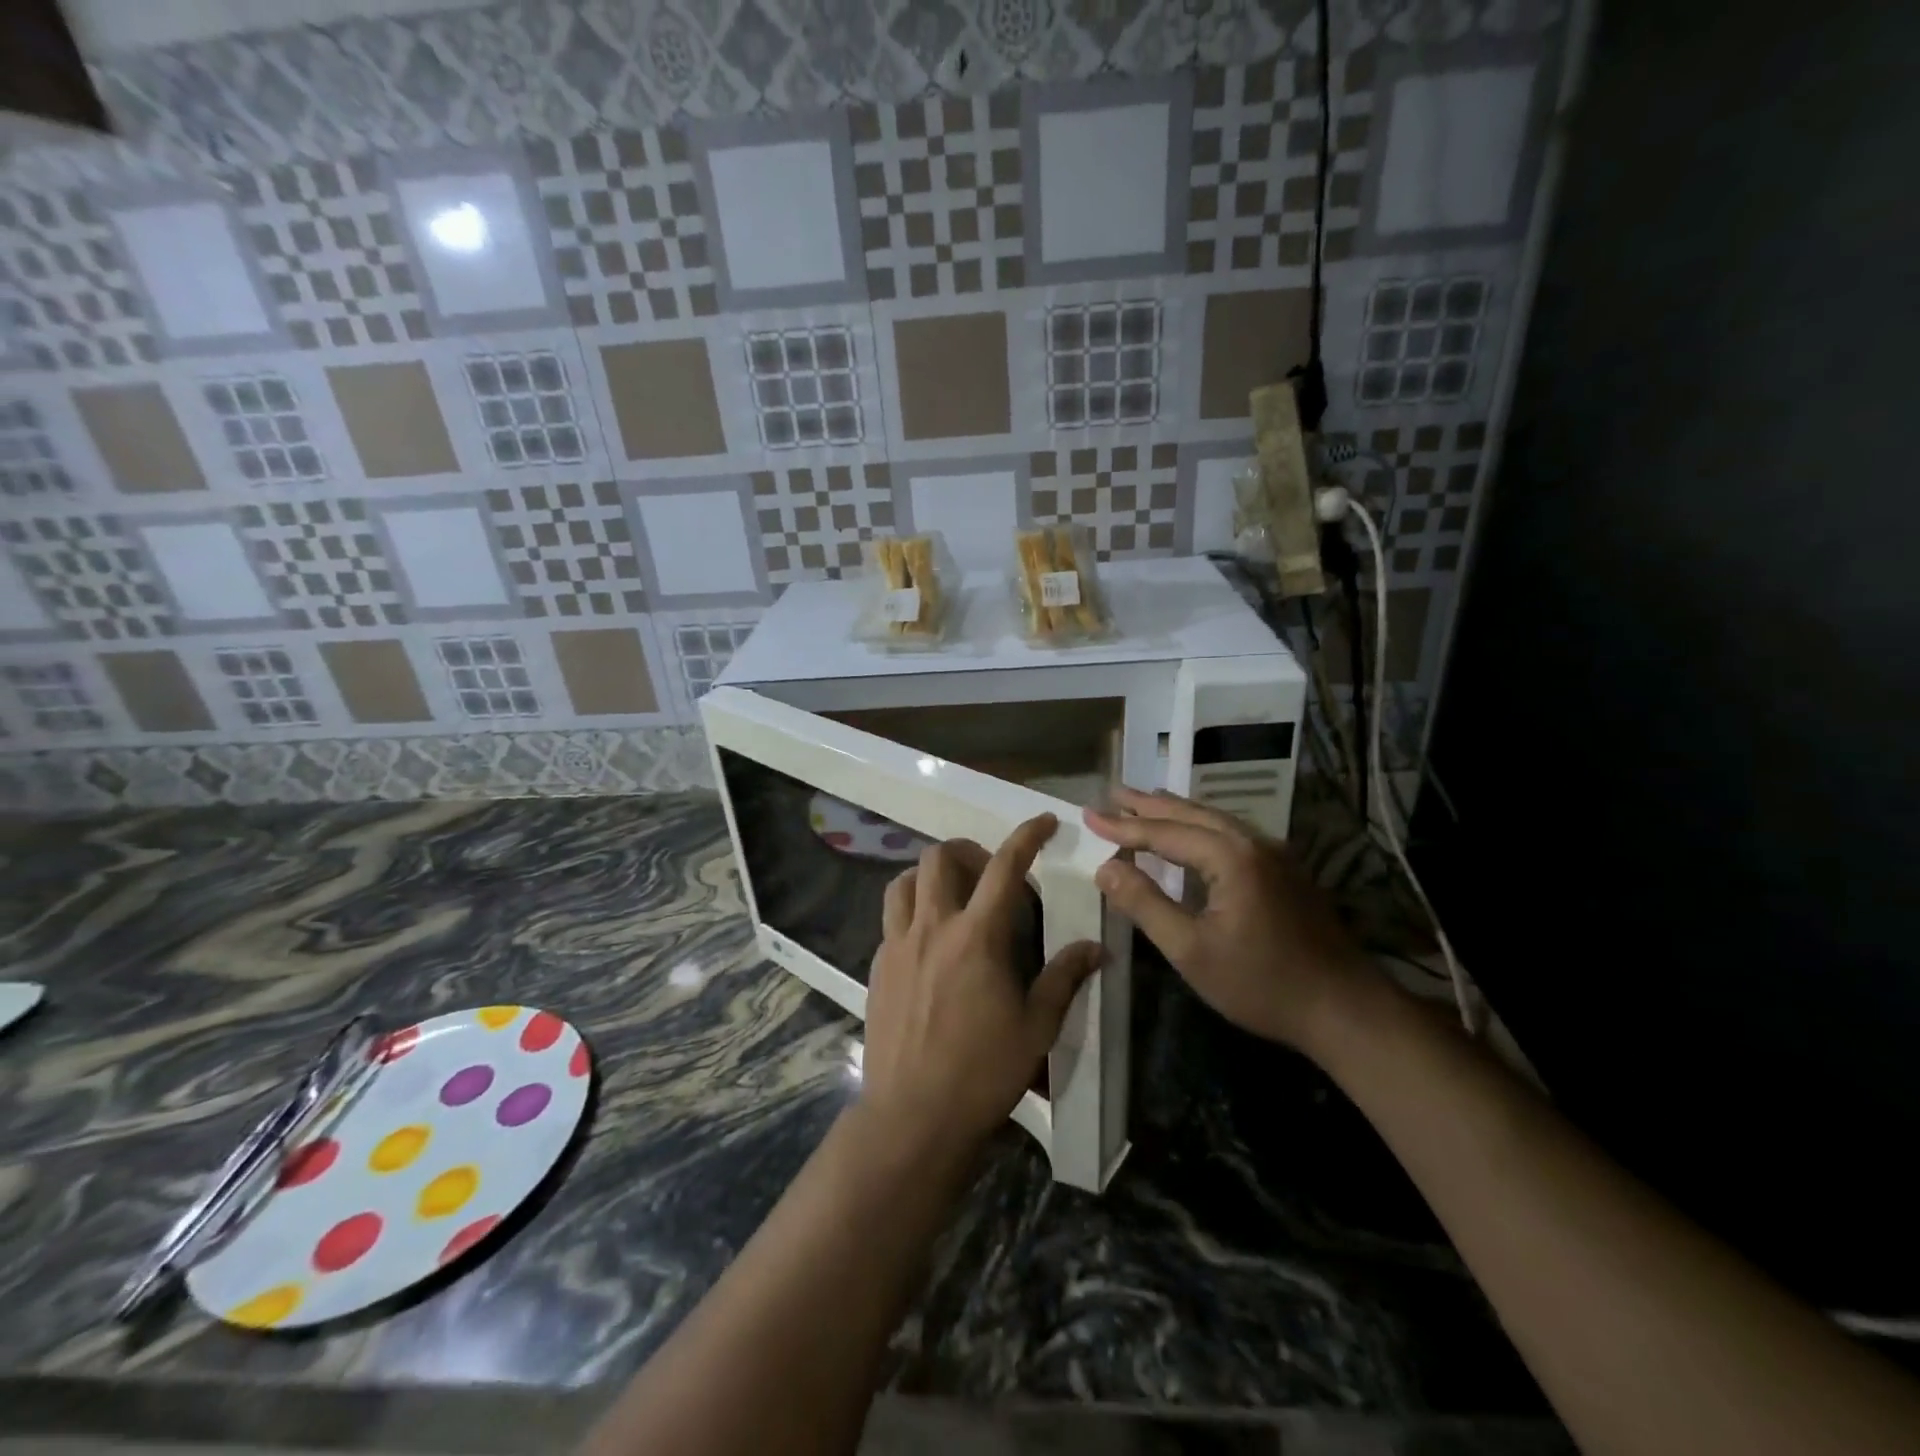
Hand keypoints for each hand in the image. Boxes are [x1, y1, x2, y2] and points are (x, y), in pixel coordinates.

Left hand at [860, 814, 1102, 1156]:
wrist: (913, 1116)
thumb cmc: (983, 1072)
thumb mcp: (1037, 1027)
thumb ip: (1064, 977)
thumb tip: (1096, 948)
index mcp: (977, 936)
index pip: (1005, 867)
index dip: (1027, 836)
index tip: (1044, 822)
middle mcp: (932, 927)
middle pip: (938, 858)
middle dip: (968, 850)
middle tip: (989, 873)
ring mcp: (898, 945)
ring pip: (903, 880)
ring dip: (930, 875)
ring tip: (953, 895)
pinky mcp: (877, 966)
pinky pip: (891, 918)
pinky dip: (912, 910)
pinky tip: (929, 942)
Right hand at [1085, 787, 1375, 1052]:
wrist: (1345, 1010)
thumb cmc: (1261, 984)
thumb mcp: (1190, 950)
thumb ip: (1145, 904)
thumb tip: (1105, 868)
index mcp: (1230, 857)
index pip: (1164, 832)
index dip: (1123, 826)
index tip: (1088, 815)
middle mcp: (1253, 843)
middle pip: (1191, 814)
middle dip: (1148, 804)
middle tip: (1113, 792)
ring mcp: (1275, 854)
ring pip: (1215, 820)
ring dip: (1176, 810)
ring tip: (1145, 800)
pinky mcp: (1286, 870)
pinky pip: (1232, 833)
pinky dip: (1200, 825)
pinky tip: (1192, 833)